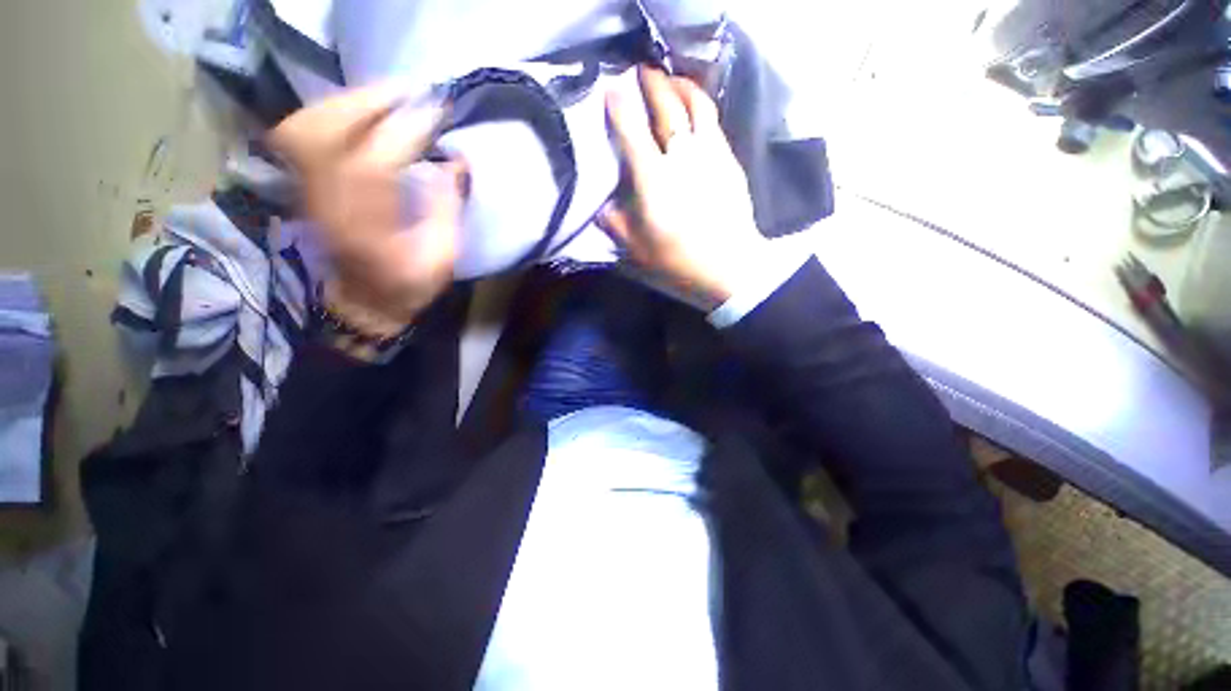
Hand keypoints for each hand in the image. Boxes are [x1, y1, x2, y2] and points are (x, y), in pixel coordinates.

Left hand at [269, 86, 467, 335]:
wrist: (362, 301)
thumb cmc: (407, 285)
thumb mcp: (441, 257)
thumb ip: (448, 209)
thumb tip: (456, 163)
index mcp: (368, 220)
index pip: (384, 156)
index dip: (412, 126)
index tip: (439, 108)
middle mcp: (328, 195)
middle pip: (336, 128)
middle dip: (376, 99)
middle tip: (412, 87)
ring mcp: (307, 186)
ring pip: (314, 123)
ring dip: (351, 100)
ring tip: (387, 92)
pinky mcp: (302, 183)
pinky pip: (304, 133)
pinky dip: (328, 112)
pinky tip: (354, 108)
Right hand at [599, 67, 767, 304]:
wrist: (729, 266)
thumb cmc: (679, 261)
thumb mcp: (638, 250)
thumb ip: (616, 225)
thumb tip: (601, 208)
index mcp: (654, 179)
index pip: (632, 131)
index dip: (619, 106)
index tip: (611, 89)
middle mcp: (682, 157)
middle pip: (667, 107)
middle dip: (653, 84)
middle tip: (642, 72)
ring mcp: (710, 154)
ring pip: (697, 105)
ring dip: (682, 86)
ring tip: (673, 80)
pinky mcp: (729, 161)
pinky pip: (714, 123)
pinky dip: (702, 108)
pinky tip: (697, 112)